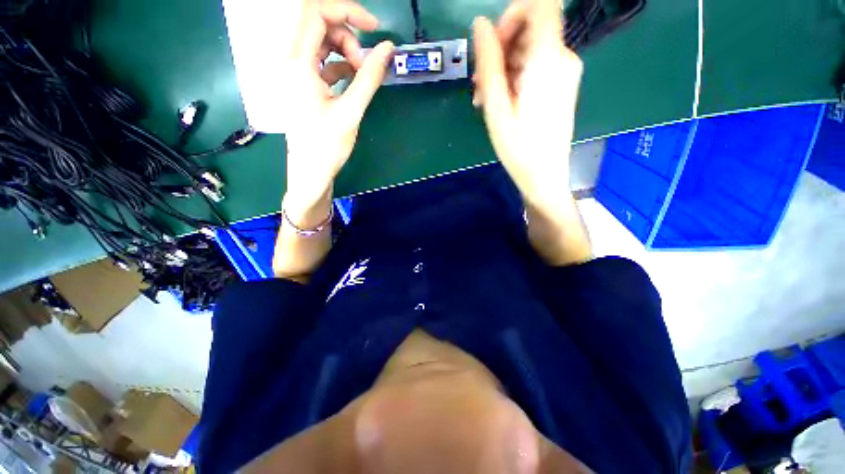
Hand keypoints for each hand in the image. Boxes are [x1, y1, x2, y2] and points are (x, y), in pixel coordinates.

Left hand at [282, 0, 393, 210]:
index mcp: (297, 63)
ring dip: (343, 50)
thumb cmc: (328, 146)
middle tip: (365, 64)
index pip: (315, 12)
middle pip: (317, 24)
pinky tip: (351, 80)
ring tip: (360, 74)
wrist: (310, 171)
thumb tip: (388, 49)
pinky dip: (338, 64)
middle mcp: (290, 61)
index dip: (347, 11)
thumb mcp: (351, 111)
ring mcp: (293, 72)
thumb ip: (369, 77)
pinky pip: (319, 60)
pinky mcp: (300, 83)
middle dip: (347, 36)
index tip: (374, 28)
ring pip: (319, 41)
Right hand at [473, 0, 582, 207]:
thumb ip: (489, 62)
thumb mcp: (496, 106)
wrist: (544, 175)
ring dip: (503, 67)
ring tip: (485, 99)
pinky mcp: (561, 83)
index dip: (512, 15)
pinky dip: (515, 76)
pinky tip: (501, 102)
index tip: (493, 45)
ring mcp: (565, 70)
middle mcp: (563, 57)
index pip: (540, 4)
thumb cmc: (518, 147)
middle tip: (479, 86)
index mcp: (548, 59)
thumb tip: (479, 24)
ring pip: (530, 49)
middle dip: (499, 50)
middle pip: (530, 28)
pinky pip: (536, 65)